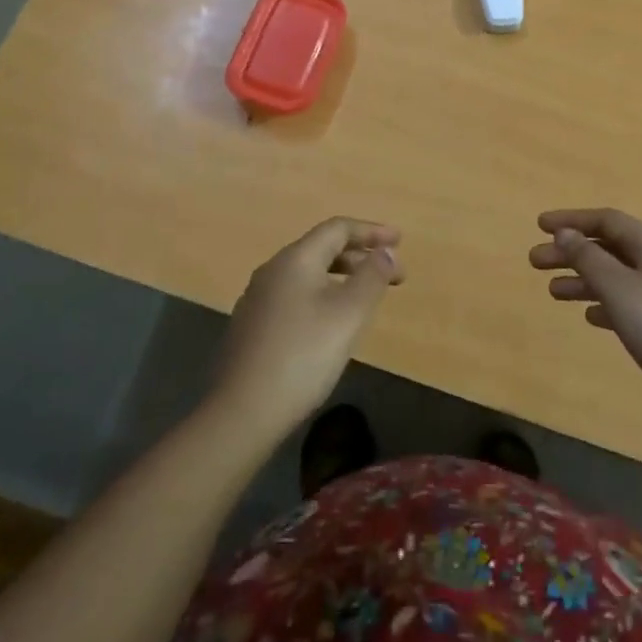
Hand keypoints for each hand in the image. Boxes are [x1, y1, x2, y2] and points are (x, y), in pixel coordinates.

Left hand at [215, 218, 403, 438]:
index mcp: (295, 259)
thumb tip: (385, 251)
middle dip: (361, 256)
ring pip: (308, 274)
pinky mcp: (252, 326)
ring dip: (342, 277)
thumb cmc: (303, 356)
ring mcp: (258, 299)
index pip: (337, 229)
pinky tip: (331, 323)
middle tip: (393, 275)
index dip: (371, 231)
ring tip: (366, 297)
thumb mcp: (349, 314)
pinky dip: (322, 295)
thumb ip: (372, 277)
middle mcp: (272, 270)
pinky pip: (295, 295)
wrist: (242, 412)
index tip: (399, 241)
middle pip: (322, 248)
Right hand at [530, 208, 641, 442]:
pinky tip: (589, 316)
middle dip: (571, 251)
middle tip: (535, 262)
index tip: (539, 225)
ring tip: (552, 292)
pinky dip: (603, 303)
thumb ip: (588, 258)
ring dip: (583, 278)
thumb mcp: (619, 289)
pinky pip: (627, 304)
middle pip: (609, 247)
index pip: (607, 220)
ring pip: (616, 277)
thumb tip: (564, 232)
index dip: (572, 219)